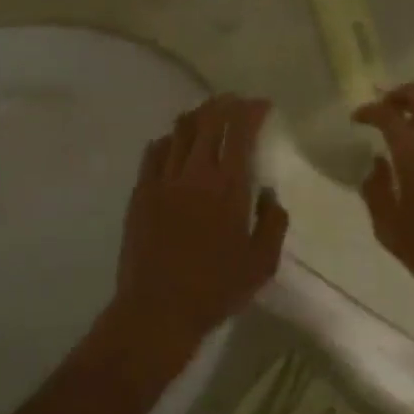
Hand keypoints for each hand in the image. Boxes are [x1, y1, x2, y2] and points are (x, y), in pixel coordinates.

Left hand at [111, 95, 288, 365]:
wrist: (157, 310)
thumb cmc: (215, 290)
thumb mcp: (262, 263)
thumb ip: (273, 222)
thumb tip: (268, 194)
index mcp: (228, 187)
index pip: (240, 131)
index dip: (251, 111)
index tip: (262, 105)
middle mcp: (194, 173)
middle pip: (208, 120)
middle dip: (225, 104)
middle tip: (237, 102)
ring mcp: (163, 180)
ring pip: (179, 130)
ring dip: (198, 116)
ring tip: (209, 116)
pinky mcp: (141, 192)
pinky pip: (154, 151)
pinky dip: (170, 140)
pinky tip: (176, 145)